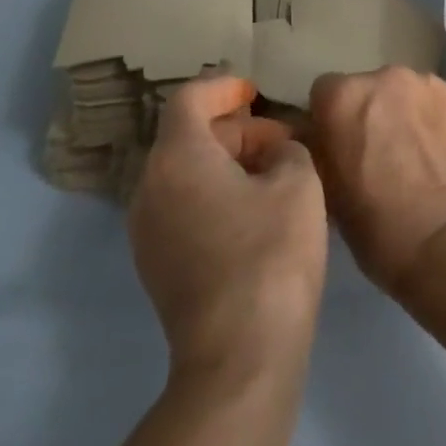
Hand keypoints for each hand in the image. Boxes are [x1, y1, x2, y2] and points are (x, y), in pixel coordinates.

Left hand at [128, 76, 327, 383]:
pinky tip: (257, 212)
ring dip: (228, 163)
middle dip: (236, 130)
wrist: (239, 359)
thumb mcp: (298, 181)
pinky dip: (216, 194)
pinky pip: (184, 207)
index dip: (223, 86)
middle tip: (282, 141)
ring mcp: (148, 233)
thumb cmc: (270, 254)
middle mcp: (150, 189)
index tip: (256, 92)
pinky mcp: (157, 267)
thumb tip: (275, 155)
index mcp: (177, 158)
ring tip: (276, 174)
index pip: (189, 99)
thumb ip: (287, 149)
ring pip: (186, 174)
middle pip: (188, 137)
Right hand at [307, 67, 445, 291]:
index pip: (322, 93)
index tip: (337, 148)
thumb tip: (311, 135)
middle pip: (364, 88)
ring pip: (398, 92)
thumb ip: (315, 149)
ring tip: (408, 154)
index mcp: (342, 97)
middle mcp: (382, 76)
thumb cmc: (377, 225)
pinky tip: (433, 150)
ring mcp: (423, 82)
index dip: (328, 121)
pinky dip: (426, 117)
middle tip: (373, 154)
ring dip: (396, 112)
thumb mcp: (326, 191)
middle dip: (364, 113)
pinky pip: (428, 100)